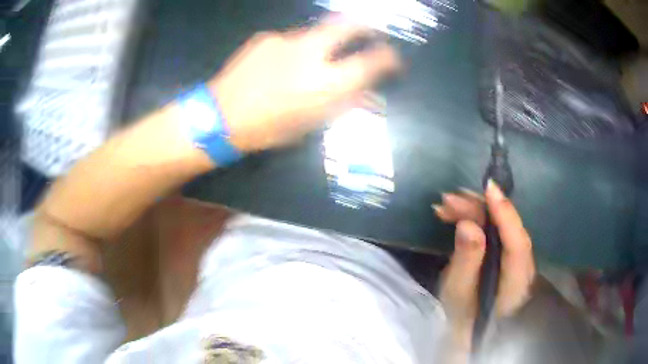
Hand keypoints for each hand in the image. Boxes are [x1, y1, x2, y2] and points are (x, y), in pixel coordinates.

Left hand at [209, 14, 400, 151]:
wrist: (218, 117)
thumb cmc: (266, 129)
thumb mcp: (308, 126)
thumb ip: (340, 105)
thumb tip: (366, 95)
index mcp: (323, 83)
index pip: (368, 63)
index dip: (387, 58)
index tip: (393, 58)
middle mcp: (309, 53)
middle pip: (346, 25)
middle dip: (364, 26)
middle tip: (370, 31)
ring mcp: (285, 40)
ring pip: (315, 34)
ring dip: (319, 45)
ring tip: (301, 65)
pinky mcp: (266, 37)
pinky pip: (288, 40)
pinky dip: (291, 50)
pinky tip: (276, 66)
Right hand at [435, 182, 535, 349]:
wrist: (471, 336)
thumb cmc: (463, 322)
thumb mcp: (458, 297)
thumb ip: (466, 263)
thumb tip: (468, 224)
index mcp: (515, 284)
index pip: (517, 244)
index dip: (506, 215)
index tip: (489, 189)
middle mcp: (522, 267)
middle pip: (509, 230)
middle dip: (482, 209)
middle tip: (450, 200)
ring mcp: (515, 261)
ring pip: (501, 228)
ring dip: (476, 212)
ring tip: (447, 205)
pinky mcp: (505, 257)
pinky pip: (495, 232)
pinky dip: (476, 220)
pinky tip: (456, 215)